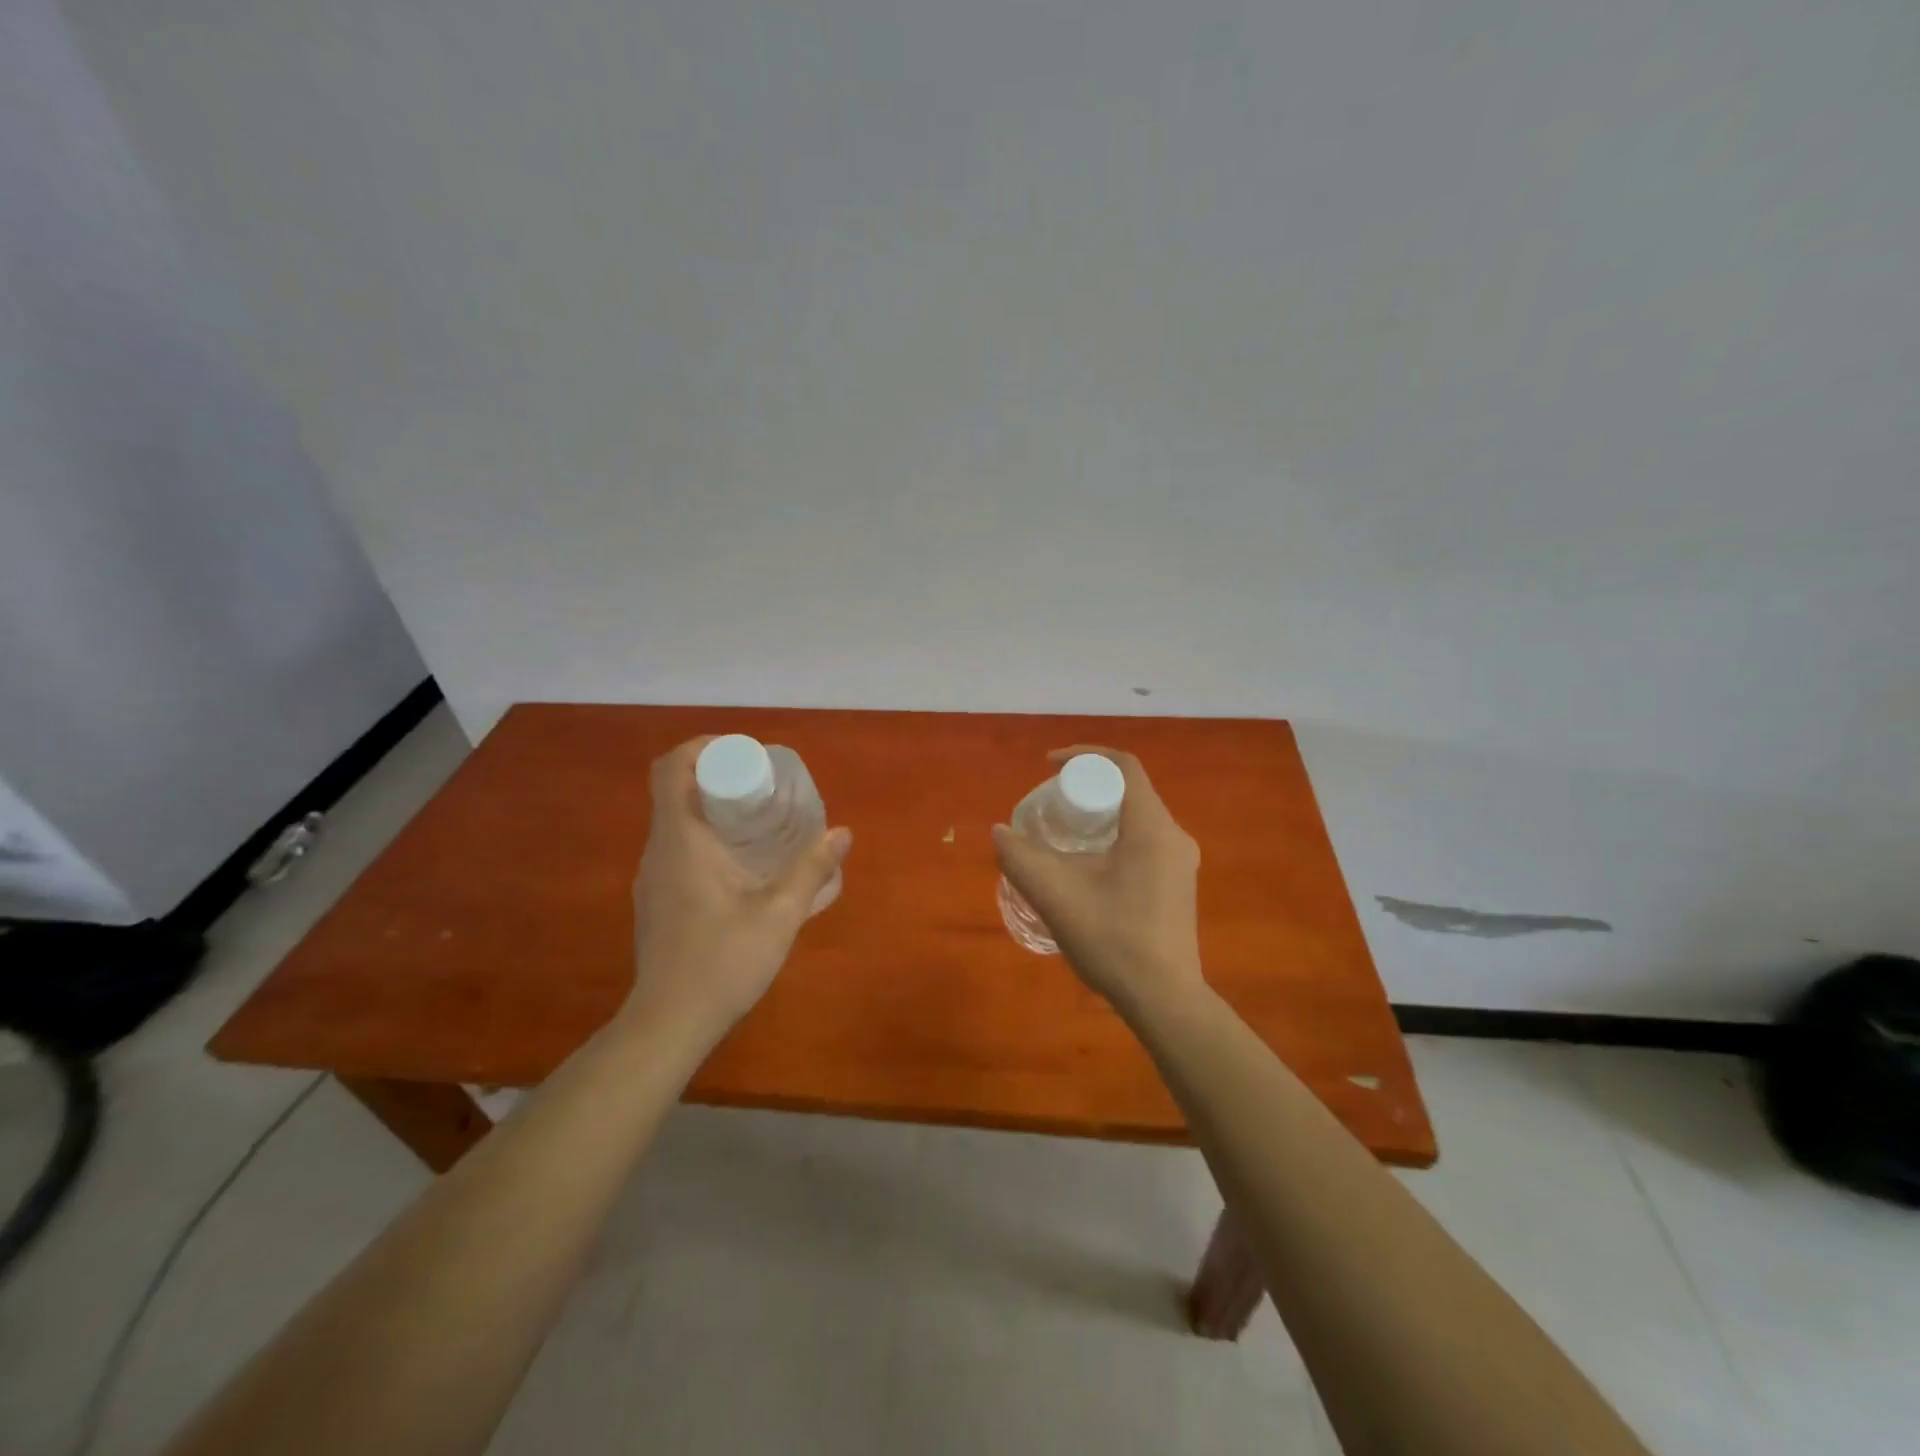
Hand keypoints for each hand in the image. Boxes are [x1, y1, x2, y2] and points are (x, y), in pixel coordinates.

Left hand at [626, 736, 851, 1046]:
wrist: (668, 1024)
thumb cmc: (722, 961)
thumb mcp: (780, 913)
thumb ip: (812, 869)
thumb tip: (843, 832)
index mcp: (681, 840)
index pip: (671, 768)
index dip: (702, 746)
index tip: (742, 753)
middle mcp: (658, 850)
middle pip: (674, 790)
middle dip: (716, 775)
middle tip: (762, 786)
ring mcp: (652, 877)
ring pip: (675, 821)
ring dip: (711, 808)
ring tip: (758, 822)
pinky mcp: (656, 900)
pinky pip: (677, 848)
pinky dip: (705, 837)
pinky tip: (741, 866)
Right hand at [992, 746, 1205, 1015]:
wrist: (1164, 1001)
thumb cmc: (1113, 939)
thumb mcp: (1056, 895)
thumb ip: (1021, 858)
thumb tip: (1000, 831)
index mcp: (1151, 827)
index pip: (1122, 766)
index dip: (1083, 755)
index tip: (1048, 766)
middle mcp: (1173, 837)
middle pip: (1128, 792)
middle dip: (1086, 789)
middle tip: (1050, 806)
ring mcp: (1180, 864)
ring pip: (1135, 820)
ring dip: (1098, 818)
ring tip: (1061, 837)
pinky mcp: (1177, 887)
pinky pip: (1142, 844)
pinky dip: (1111, 840)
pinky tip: (1086, 871)